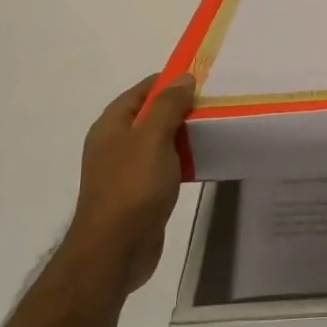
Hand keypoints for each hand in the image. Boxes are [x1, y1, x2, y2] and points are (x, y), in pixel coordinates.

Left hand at [71, 73, 195, 291]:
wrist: (116, 250)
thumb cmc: (132, 187)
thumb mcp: (152, 138)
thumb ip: (168, 105)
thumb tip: (183, 77)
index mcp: (111, 126)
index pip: (142, 90)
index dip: (169, 81)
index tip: (202, 78)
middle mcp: (115, 144)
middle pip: (150, 115)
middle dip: (180, 107)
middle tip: (214, 103)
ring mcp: (125, 170)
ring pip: (159, 142)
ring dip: (183, 135)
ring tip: (214, 128)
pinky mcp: (139, 193)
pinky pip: (164, 166)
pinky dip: (182, 160)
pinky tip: (203, 161)